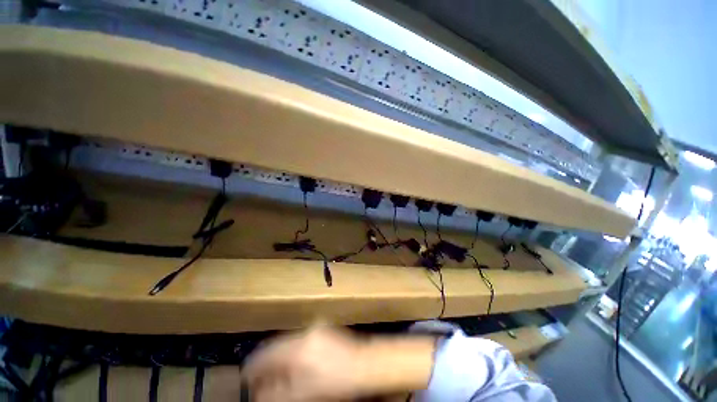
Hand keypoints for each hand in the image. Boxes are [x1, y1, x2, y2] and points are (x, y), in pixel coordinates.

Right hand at [243, 326, 366, 401]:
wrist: (362, 364)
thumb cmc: (334, 382)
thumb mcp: (303, 394)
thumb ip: (278, 394)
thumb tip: (259, 393)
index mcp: (297, 347)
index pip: (265, 354)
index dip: (252, 368)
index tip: (245, 378)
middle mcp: (303, 333)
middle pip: (276, 347)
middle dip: (267, 364)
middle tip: (261, 380)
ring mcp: (314, 329)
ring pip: (287, 343)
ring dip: (280, 358)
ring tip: (278, 375)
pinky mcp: (321, 330)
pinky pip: (299, 340)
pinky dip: (292, 352)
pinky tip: (295, 364)